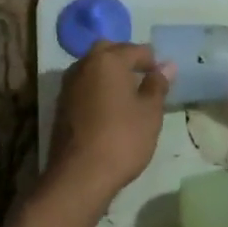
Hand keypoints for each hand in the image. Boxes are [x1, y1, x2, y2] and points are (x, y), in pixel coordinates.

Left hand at [44, 42, 173, 207]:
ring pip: (93, 68)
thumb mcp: (150, 112)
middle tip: (143, 80)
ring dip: (109, 75)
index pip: (136, 50)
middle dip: (126, 60)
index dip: (152, 62)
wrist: (79, 175)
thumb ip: (157, 85)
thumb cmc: (122, 138)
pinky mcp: (60, 105)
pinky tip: (108, 110)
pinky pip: (83, 87)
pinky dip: (97, 90)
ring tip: (127, 96)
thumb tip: (167, 65)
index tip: (163, 79)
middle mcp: (84, 64)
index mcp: (108, 59)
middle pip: (108, 52)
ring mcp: (68, 85)